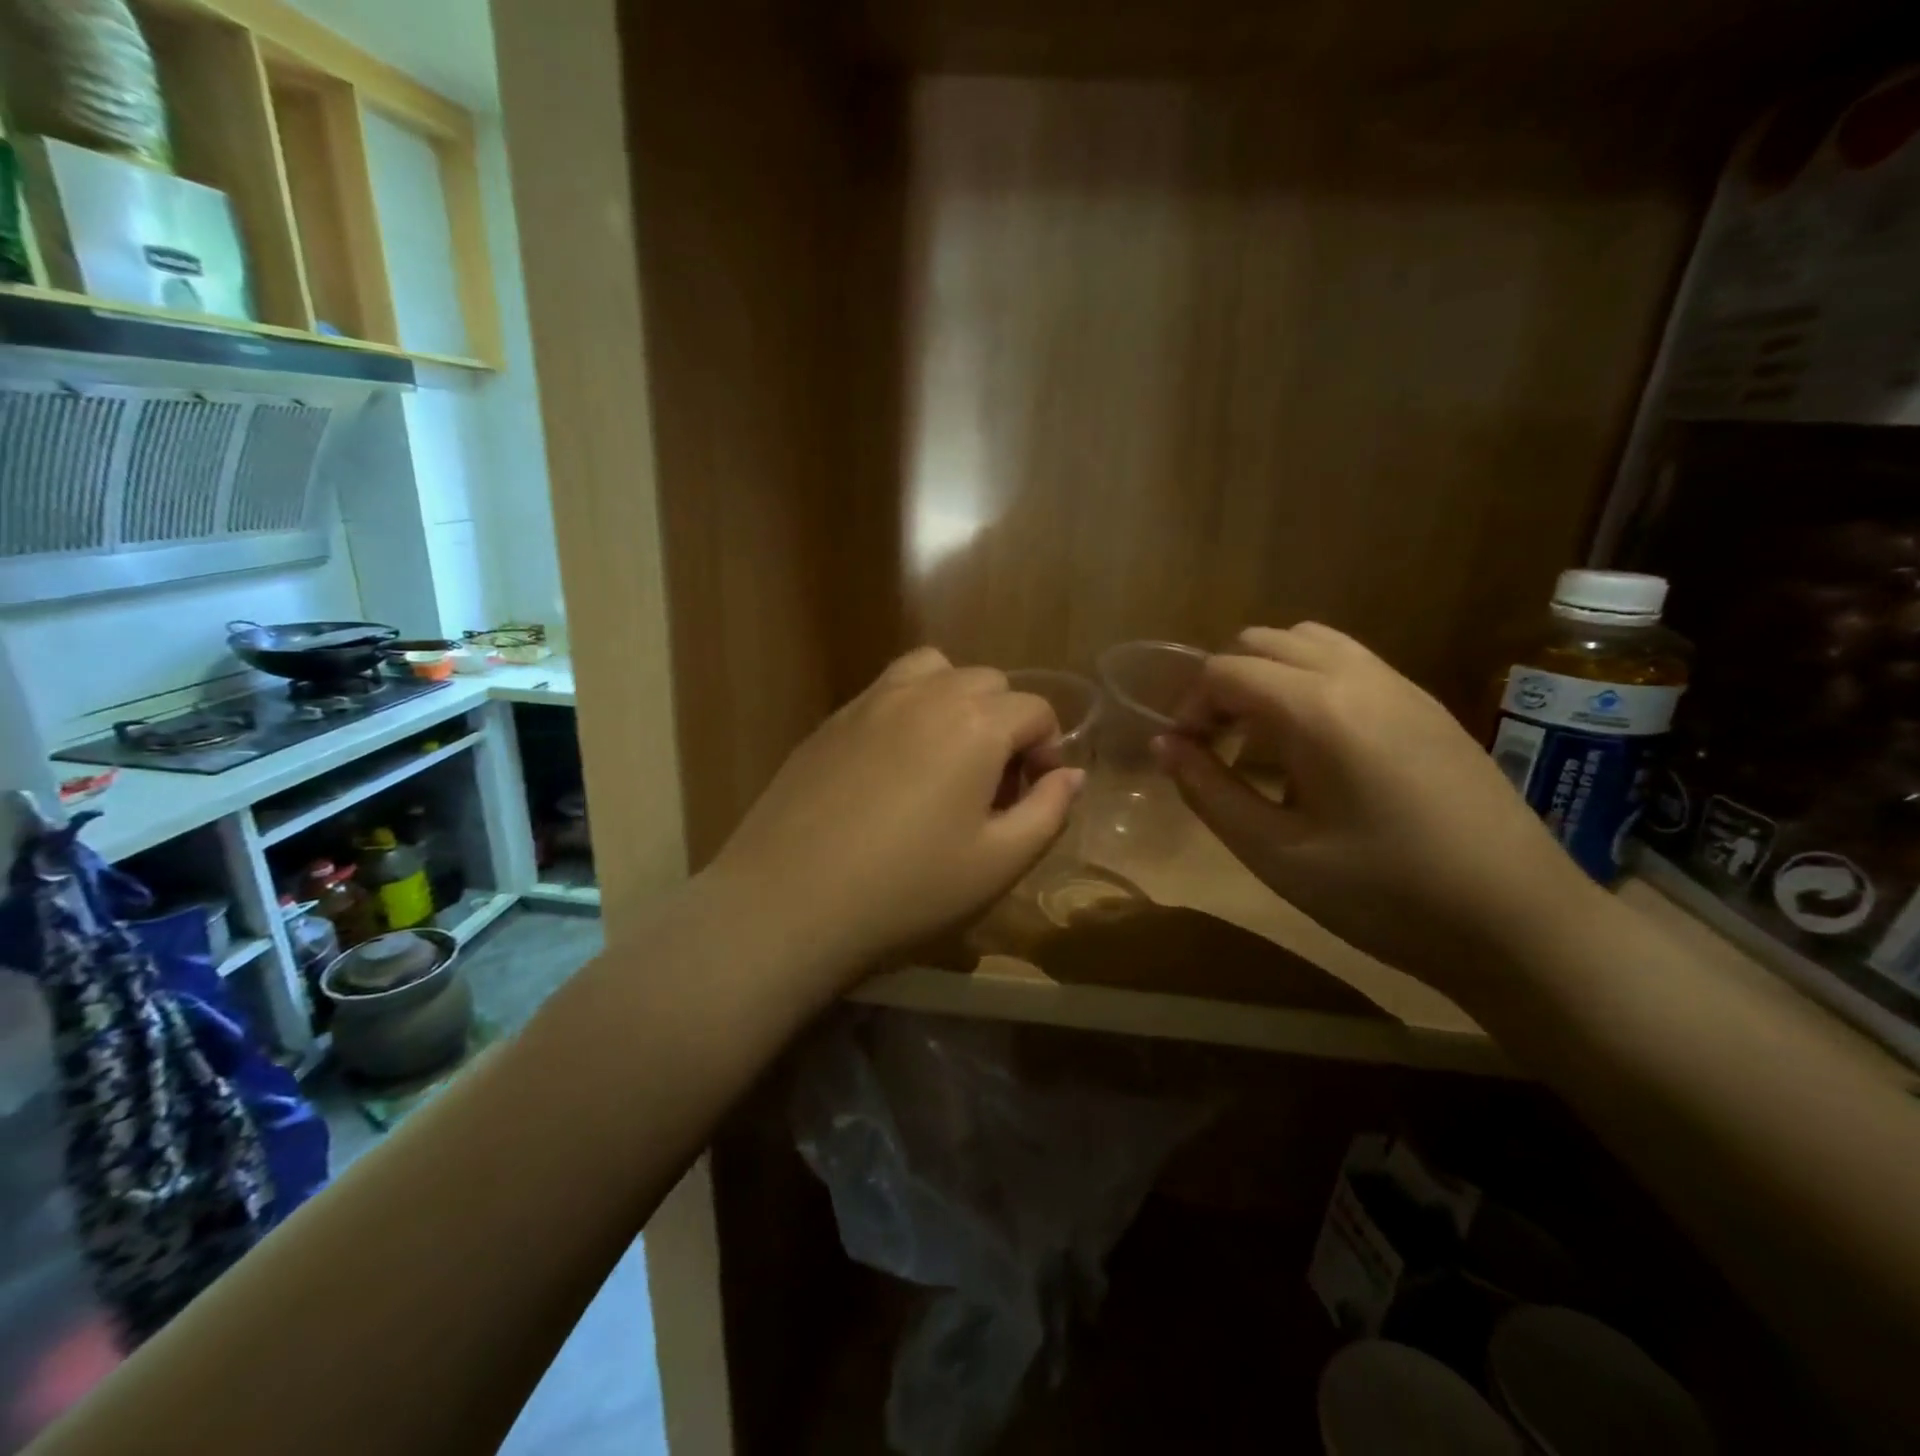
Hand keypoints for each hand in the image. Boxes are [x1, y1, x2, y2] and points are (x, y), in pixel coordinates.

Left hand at [706, 648, 1084, 980]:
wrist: (788, 903)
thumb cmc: (907, 891)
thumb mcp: (998, 864)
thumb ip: (1048, 811)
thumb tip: (1071, 774)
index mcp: (975, 723)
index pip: (1035, 709)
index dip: (1048, 749)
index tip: (1034, 794)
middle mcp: (925, 694)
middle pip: (987, 682)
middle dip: (1006, 723)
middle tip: (993, 784)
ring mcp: (870, 701)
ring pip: (933, 671)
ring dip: (956, 701)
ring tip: (947, 757)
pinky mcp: (831, 720)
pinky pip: (886, 692)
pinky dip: (909, 710)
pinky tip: (893, 767)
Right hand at [1155, 624, 1605, 996]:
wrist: (1523, 925)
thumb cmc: (1385, 896)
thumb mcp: (1276, 853)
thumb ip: (1209, 792)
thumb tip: (1165, 746)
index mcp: (1317, 709)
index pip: (1225, 671)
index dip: (1189, 708)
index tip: (1184, 756)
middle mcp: (1358, 676)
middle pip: (1264, 642)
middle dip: (1224, 684)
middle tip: (1215, 746)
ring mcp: (1401, 685)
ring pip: (1310, 643)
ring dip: (1268, 677)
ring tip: (1260, 740)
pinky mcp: (1427, 706)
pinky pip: (1349, 664)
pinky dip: (1309, 683)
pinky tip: (1315, 748)